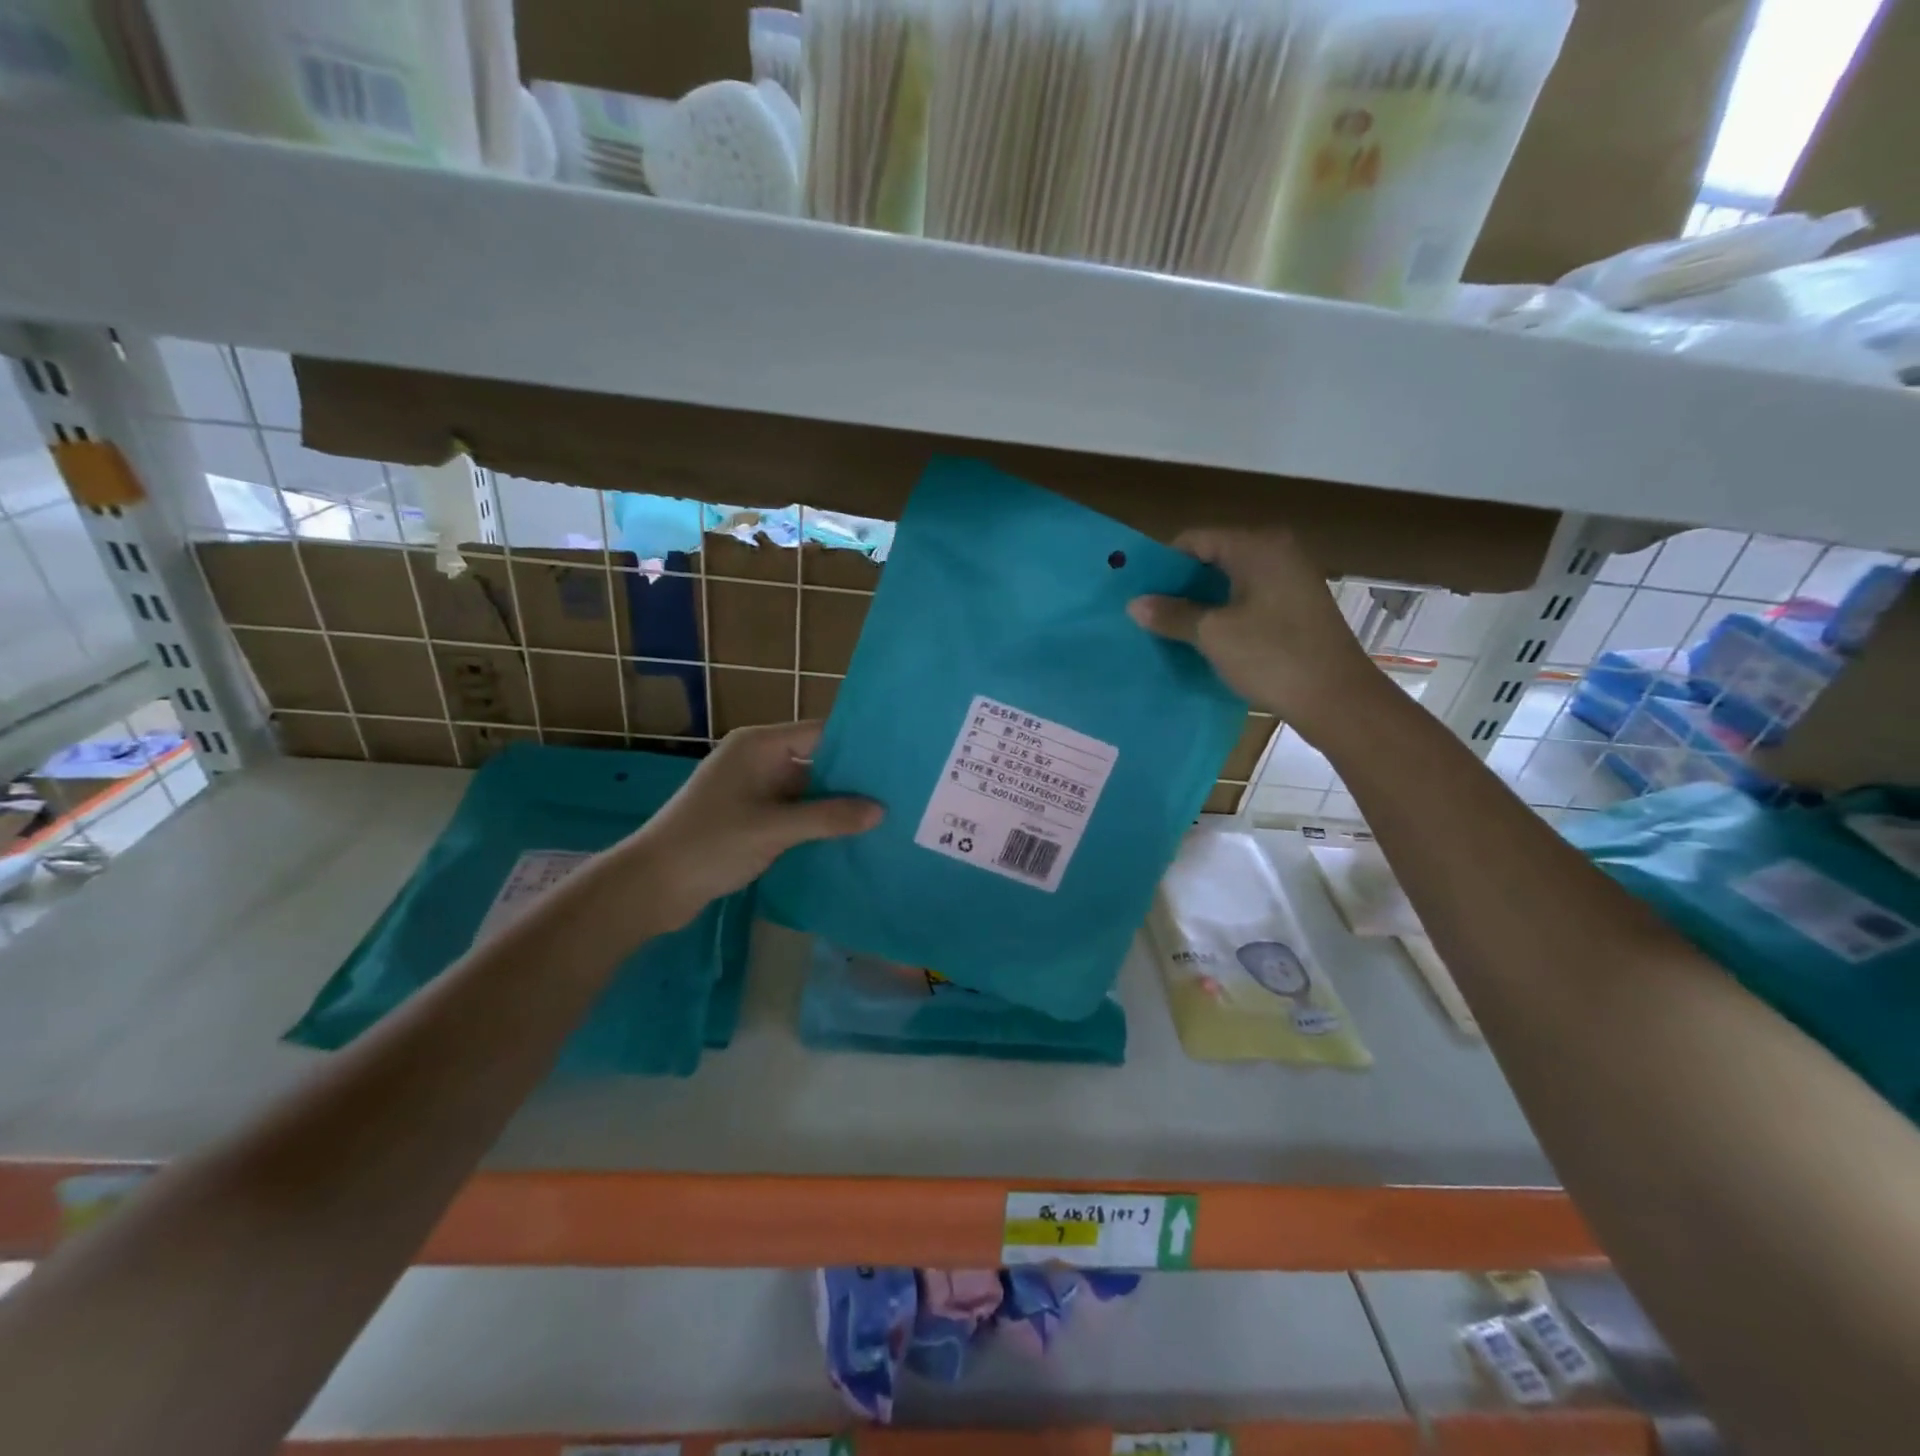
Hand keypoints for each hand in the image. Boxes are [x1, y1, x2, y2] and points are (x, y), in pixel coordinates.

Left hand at [602, 721, 881, 932]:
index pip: (820, 733)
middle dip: (853, 778)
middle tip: (900, 791)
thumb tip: (881, 811)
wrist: (651, 886)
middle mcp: (759, 760)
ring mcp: (755, 790)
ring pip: (808, 790)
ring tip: (886, 815)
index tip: (896, 760)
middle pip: (817, 760)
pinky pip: (795, 812)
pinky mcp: (752, 817)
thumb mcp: (773, 828)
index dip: (857, 745)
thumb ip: (828, 817)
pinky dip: (818, 822)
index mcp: (759, 746)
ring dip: (837, 804)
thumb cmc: (710, 844)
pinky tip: (850, 836)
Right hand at [1128, 528, 1388, 743]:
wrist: (1337, 699)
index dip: (1163, 563)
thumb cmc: (1272, 657)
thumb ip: (1172, 614)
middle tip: (1146, 610)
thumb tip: (1134, 603)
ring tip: (1168, 626)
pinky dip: (1224, 613)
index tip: (1137, 590)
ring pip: (1231, 581)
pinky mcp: (1296, 606)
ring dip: (1200, 602)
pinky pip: (1248, 599)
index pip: (1196, 539)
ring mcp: (1291, 579)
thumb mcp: (1213, 635)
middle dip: (1180, 584)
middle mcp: (1277, 552)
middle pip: (1214, 557)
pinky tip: (1203, 638)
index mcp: (1258, 546)